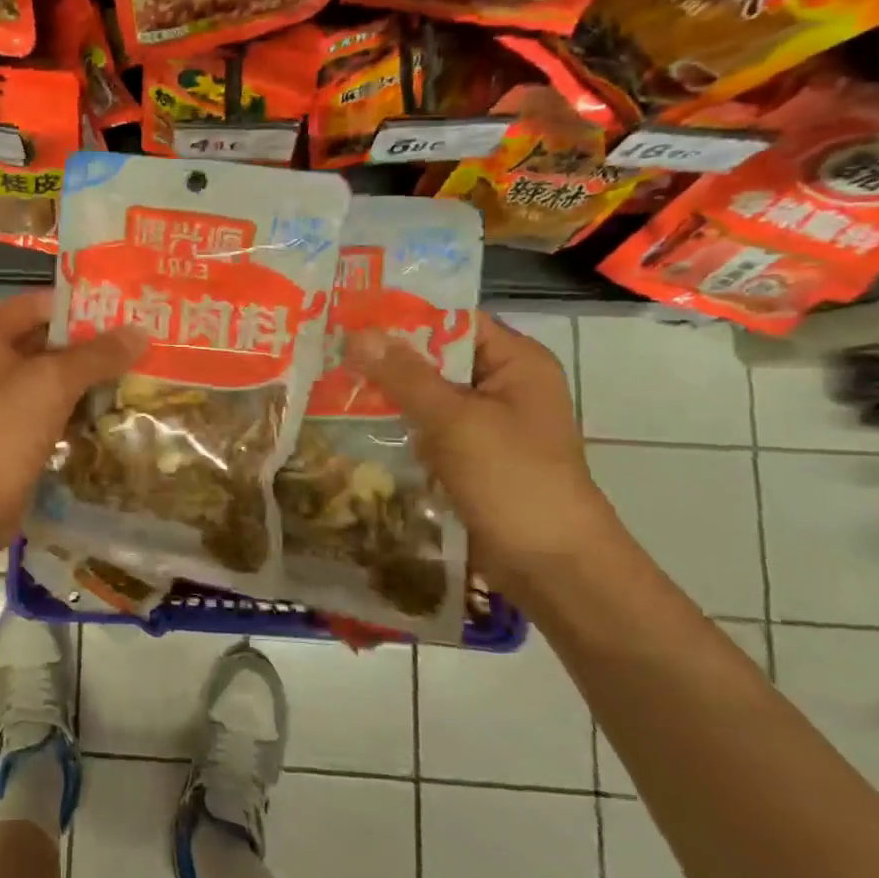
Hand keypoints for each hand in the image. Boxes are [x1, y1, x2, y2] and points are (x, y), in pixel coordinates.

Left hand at [0, 290, 146, 550]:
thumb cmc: (2, 429)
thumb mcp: (52, 381)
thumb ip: (97, 354)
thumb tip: (141, 331)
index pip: (38, 303)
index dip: (79, 303)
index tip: (126, 308)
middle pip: (47, 341)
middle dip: (92, 343)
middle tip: (143, 342)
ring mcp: (0, 404)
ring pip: (52, 381)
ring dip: (90, 379)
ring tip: (140, 374)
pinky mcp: (13, 438)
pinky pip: (52, 414)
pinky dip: (79, 411)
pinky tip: (116, 413)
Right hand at [345, 318, 621, 594]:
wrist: (551, 565)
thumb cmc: (513, 479)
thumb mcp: (455, 420)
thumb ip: (404, 375)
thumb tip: (357, 333)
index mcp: (516, 362)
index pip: (452, 320)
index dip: (403, 314)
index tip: (349, 312)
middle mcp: (502, 385)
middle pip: (435, 357)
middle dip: (386, 356)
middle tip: (327, 346)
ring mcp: (486, 424)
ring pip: (426, 395)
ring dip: (385, 392)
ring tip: (327, 379)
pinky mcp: (469, 457)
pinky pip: (426, 428)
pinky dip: (396, 425)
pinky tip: (351, 421)